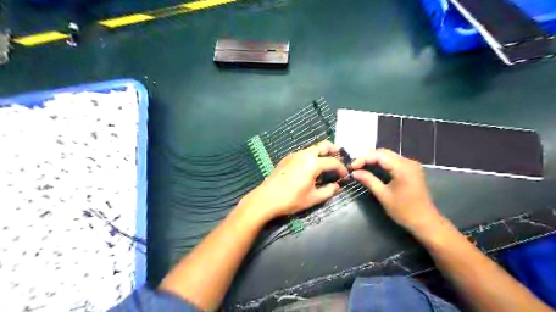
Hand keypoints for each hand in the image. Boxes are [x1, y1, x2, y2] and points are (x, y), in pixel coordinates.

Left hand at [238, 140, 346, 222]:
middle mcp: (304, 154)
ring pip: (312, 148)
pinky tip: (309, 168)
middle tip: (338, 159)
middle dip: (333, 150)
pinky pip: (303, 153)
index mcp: (312, 163)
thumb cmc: (291, 199)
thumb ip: (328, 191)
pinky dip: (311, 156)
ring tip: (325, 165)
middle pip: (323, 145)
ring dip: (321, 153)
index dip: (341, 168)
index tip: (345, 175)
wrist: (266, 199)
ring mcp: (294, 155)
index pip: (333, 162)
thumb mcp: (313, 198)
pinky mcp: (286, 158)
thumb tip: (337, 186)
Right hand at [351, 149, 442, 233]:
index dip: (363, 159)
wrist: (426, 222)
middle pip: (383, 153)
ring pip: (387, 155)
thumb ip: (369, 180)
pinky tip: (372, 168)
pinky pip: (393, 161)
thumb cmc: (404, 211)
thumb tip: (354, 172)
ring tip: (360, 167)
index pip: (379, 155)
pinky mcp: (410, 169)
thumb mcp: (383, 196)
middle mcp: (408, 162)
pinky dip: (381, 163)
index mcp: (403, 168)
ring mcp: (411, 165)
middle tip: (354, 167)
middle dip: (367, 157)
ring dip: (373, 159)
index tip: (351, 167)